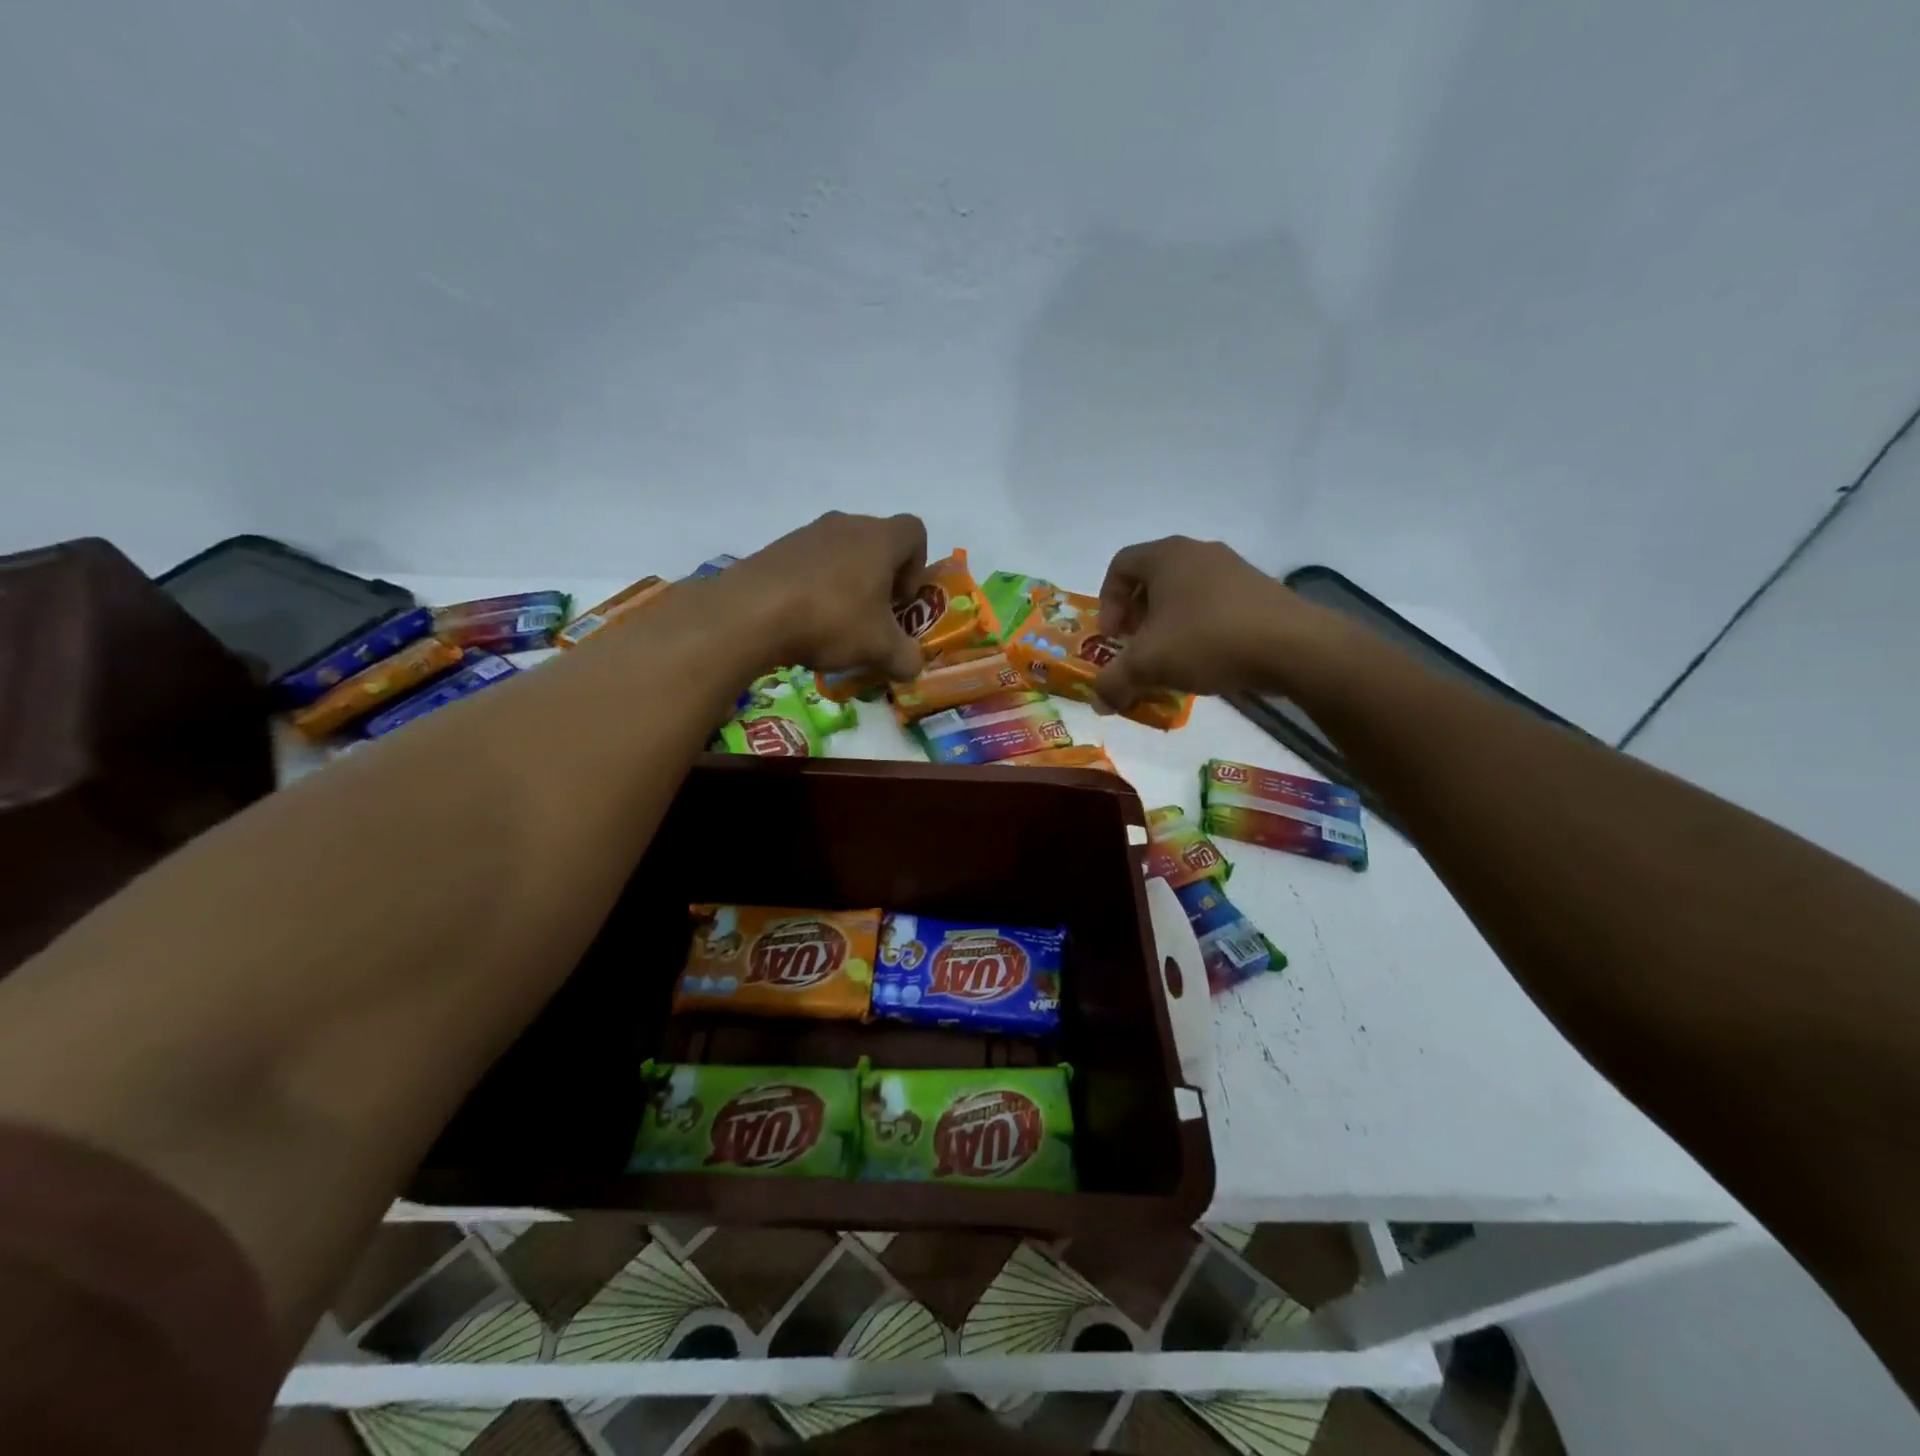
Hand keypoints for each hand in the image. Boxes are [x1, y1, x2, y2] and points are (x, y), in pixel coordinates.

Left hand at [729, 511, 928, 678]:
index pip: (914, 532)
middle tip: (872, 618)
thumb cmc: (832, 621)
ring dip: (846, 584)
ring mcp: (807, 534)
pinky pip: (809, 564)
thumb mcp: (880, 649)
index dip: (917, 567)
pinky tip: (803, 621)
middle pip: (876, 544)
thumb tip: (912, 666)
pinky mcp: (776, 549)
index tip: (901, 601)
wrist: (751, 614)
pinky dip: (814, 588)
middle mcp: (845, 525)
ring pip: (841, 554)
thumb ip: (906, 658)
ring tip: (834, 624)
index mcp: (879, 538)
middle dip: (881, 580)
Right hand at [1092, 536, 1324, 707]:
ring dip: (1168, 626)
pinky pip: (1214, 605)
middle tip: (1136, 649)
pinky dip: (1199, 629)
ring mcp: (1233, 570)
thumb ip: (1114, 683)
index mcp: (1166, 556)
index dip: (1107, 602)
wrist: (1294, 646)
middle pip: (1152, 580)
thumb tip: (1098, 703)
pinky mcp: (1259, 592)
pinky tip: (1205, 661)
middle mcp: (1199, 553)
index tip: (1114, 637)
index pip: (1120, 566)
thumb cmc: (1207, 640)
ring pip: (1185, 594)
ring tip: (1170, 660)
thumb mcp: (1147, 666)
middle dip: (1137, 617)